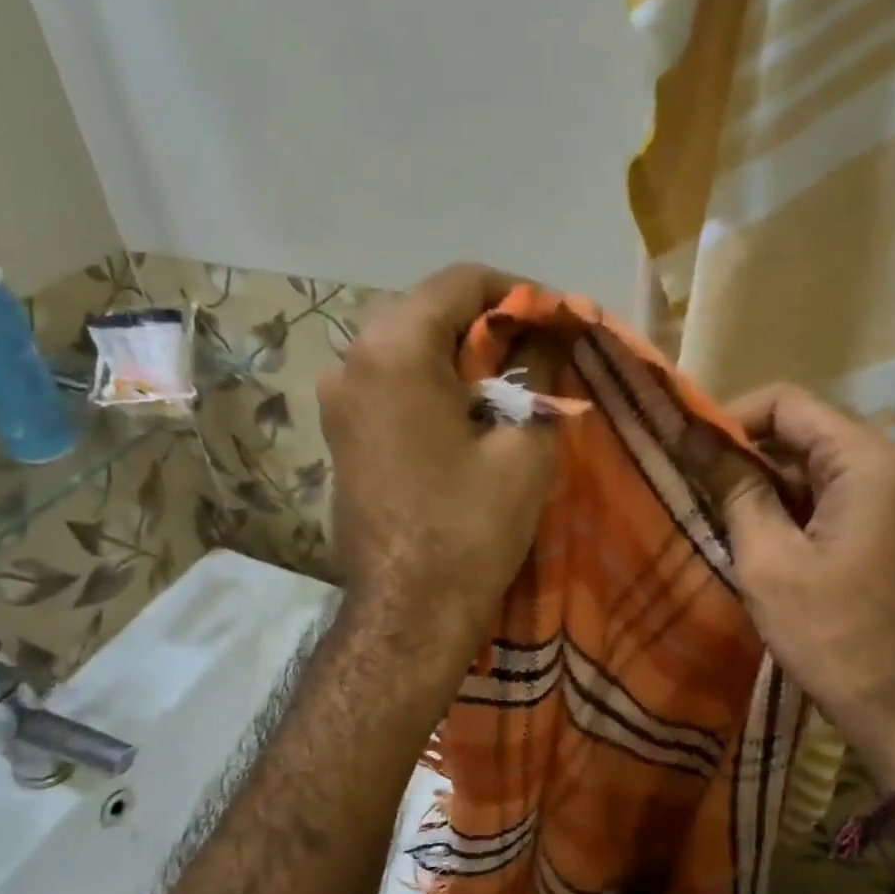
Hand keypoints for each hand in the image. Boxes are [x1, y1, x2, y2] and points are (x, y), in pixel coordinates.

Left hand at [318, 264, 555, 650]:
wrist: (408, 611)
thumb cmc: (470, 527)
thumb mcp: (524, 446)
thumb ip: (538, 376)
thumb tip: (549, 340)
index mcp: (394, 348)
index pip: (461, 282)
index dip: (518, 293)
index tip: (556, 320)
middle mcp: (352, 360)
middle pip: (428, 312)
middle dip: (487, 326)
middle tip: (537, 355)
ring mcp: (337, 401)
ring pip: (406, 350)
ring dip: (458, 358)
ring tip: (507, 388)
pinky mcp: (340, 437)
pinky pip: (389, 388)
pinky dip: (430, 387)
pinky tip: (465, 418)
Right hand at [685, 385, 894, 789]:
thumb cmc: (832, 634)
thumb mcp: (769, 561)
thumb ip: (734, 490)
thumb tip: (693, 437)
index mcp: (866, 461)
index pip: (787, 403)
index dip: (729, 418)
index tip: (684, 450)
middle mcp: (886, 466)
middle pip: (801, 432)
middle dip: (742, 454)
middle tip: (689, 484)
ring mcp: (889, 500)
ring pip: (809, 468)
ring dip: (759, 485)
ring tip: (710, 513)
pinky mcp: (882, 531)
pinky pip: (824, 500)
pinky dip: (784, 510)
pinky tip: (749, 538)